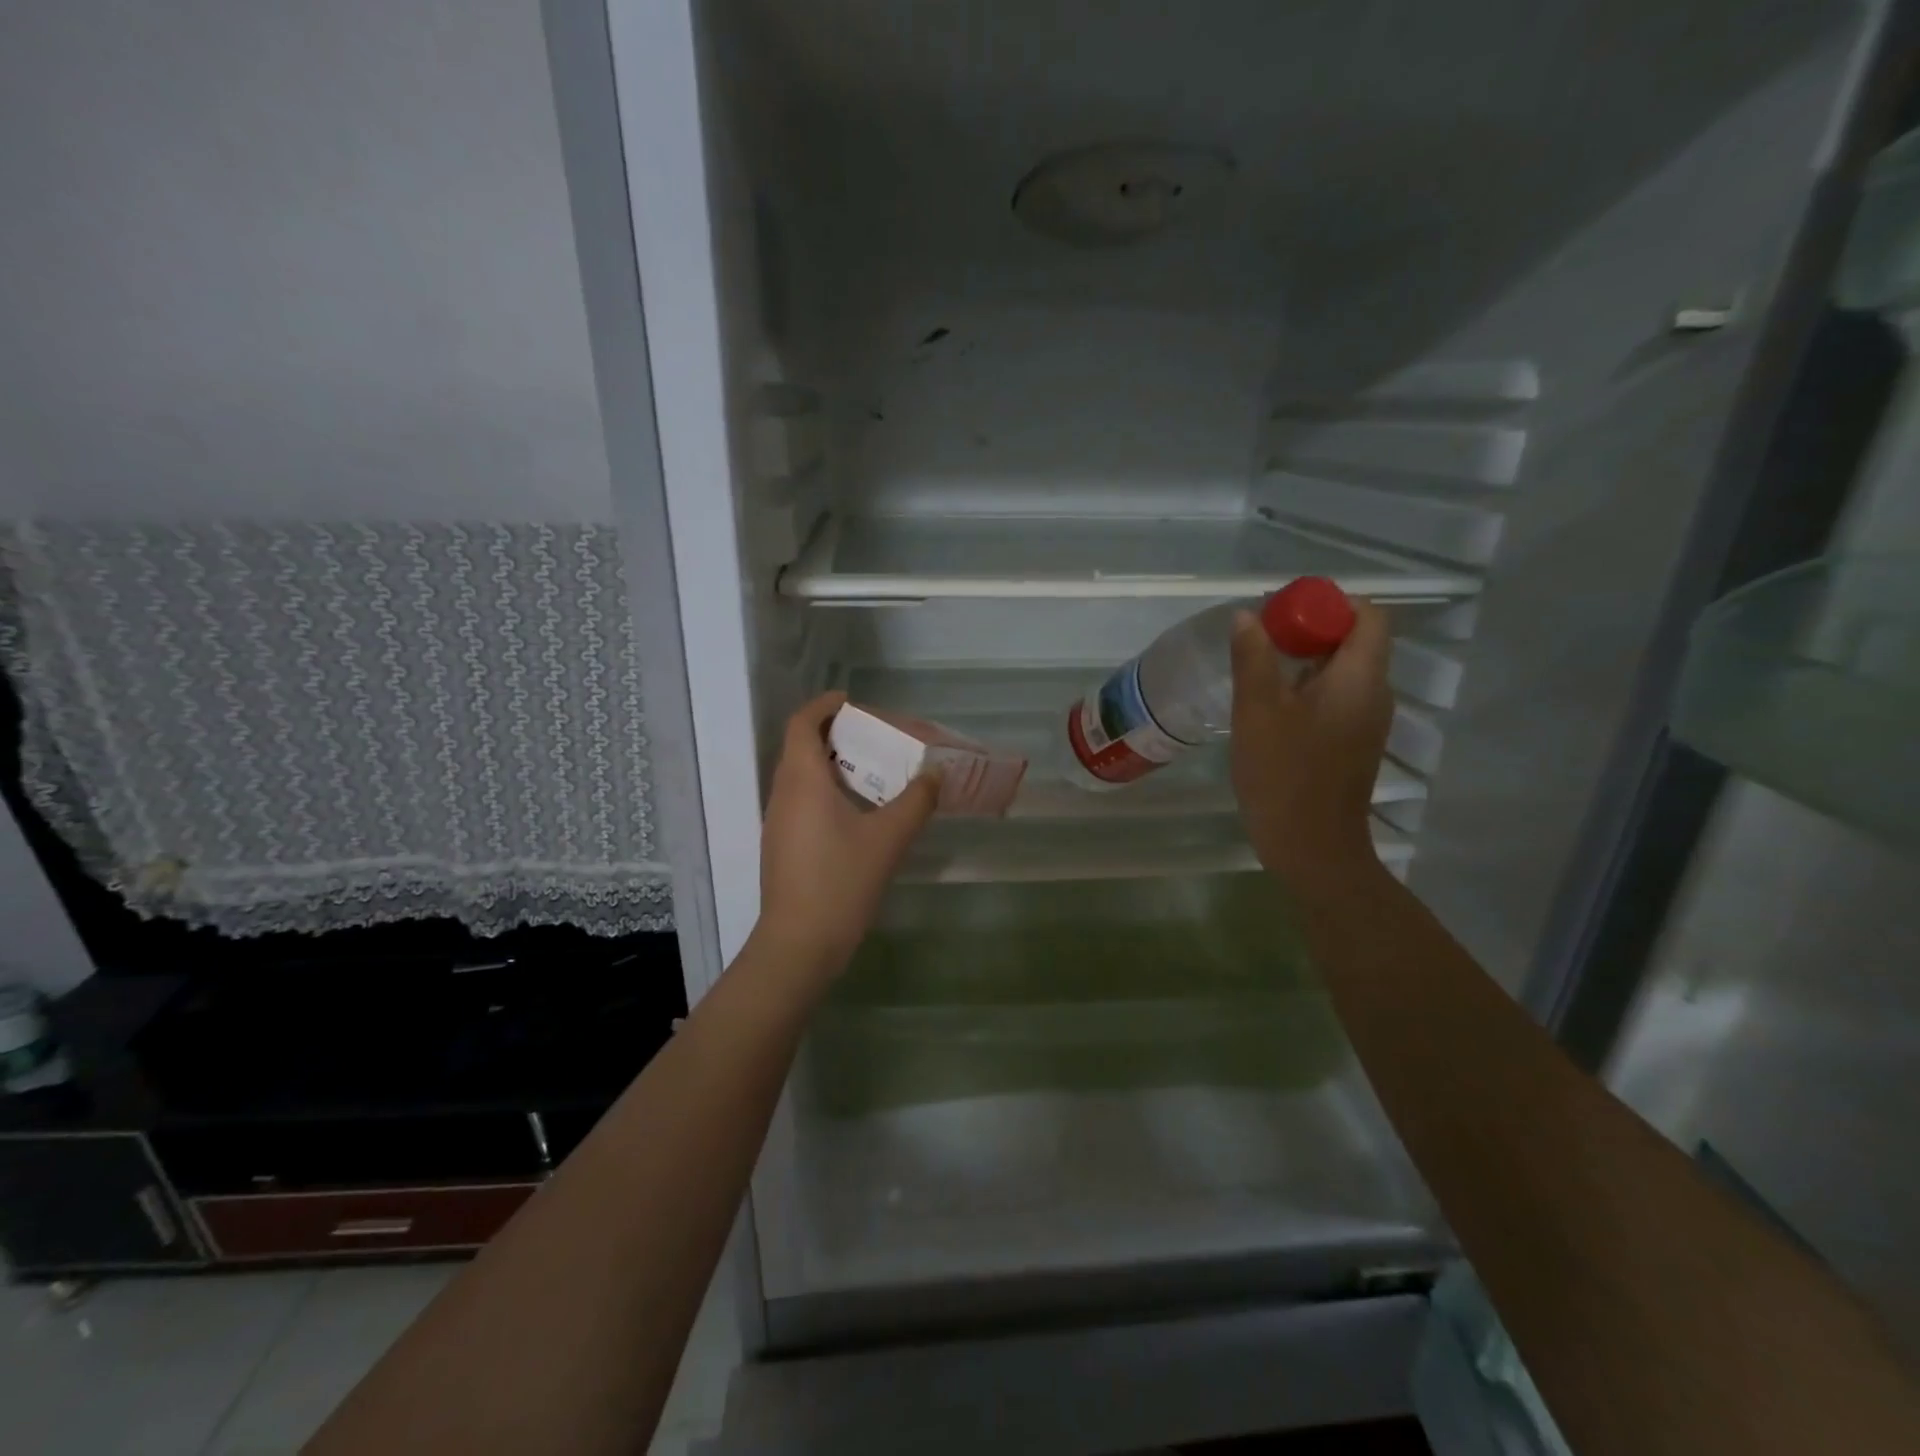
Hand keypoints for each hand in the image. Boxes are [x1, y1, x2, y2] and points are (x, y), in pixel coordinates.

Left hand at [753, 691, 939, 984]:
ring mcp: (778, 822)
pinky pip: (802, 802)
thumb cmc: (841, 881)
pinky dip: (826, 792)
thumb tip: (935, 774)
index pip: (803, 724)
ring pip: (801, 777)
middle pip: (801, 747)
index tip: (852, 702)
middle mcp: (783, 794)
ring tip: (871, 772)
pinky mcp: (782, 846)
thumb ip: (916, 801)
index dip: (824, 706)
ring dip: (831, 765)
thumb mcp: (888, 838)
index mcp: (802, 780)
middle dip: (834, 735)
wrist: (799, 944)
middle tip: (873, 738)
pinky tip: (858, 813)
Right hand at [1230, 598, 1394, 895]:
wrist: (1311, 847)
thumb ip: (1253, 658)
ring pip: (1342, 671)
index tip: (1285, 612)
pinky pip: (1336, 698)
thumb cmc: (1284, 774)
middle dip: (1310, 629)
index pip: (1368, 616)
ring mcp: (1366, 722)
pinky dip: (1307, 688)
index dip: (1330, 603)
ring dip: (1305, 660)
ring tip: (1259, 669)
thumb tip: (1248, 616)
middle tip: (1261, 638)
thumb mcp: (1257, 710)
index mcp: (1360, 678)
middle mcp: (1374, 694)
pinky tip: (1270, 706)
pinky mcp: (1352, 744)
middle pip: (1354, 641)